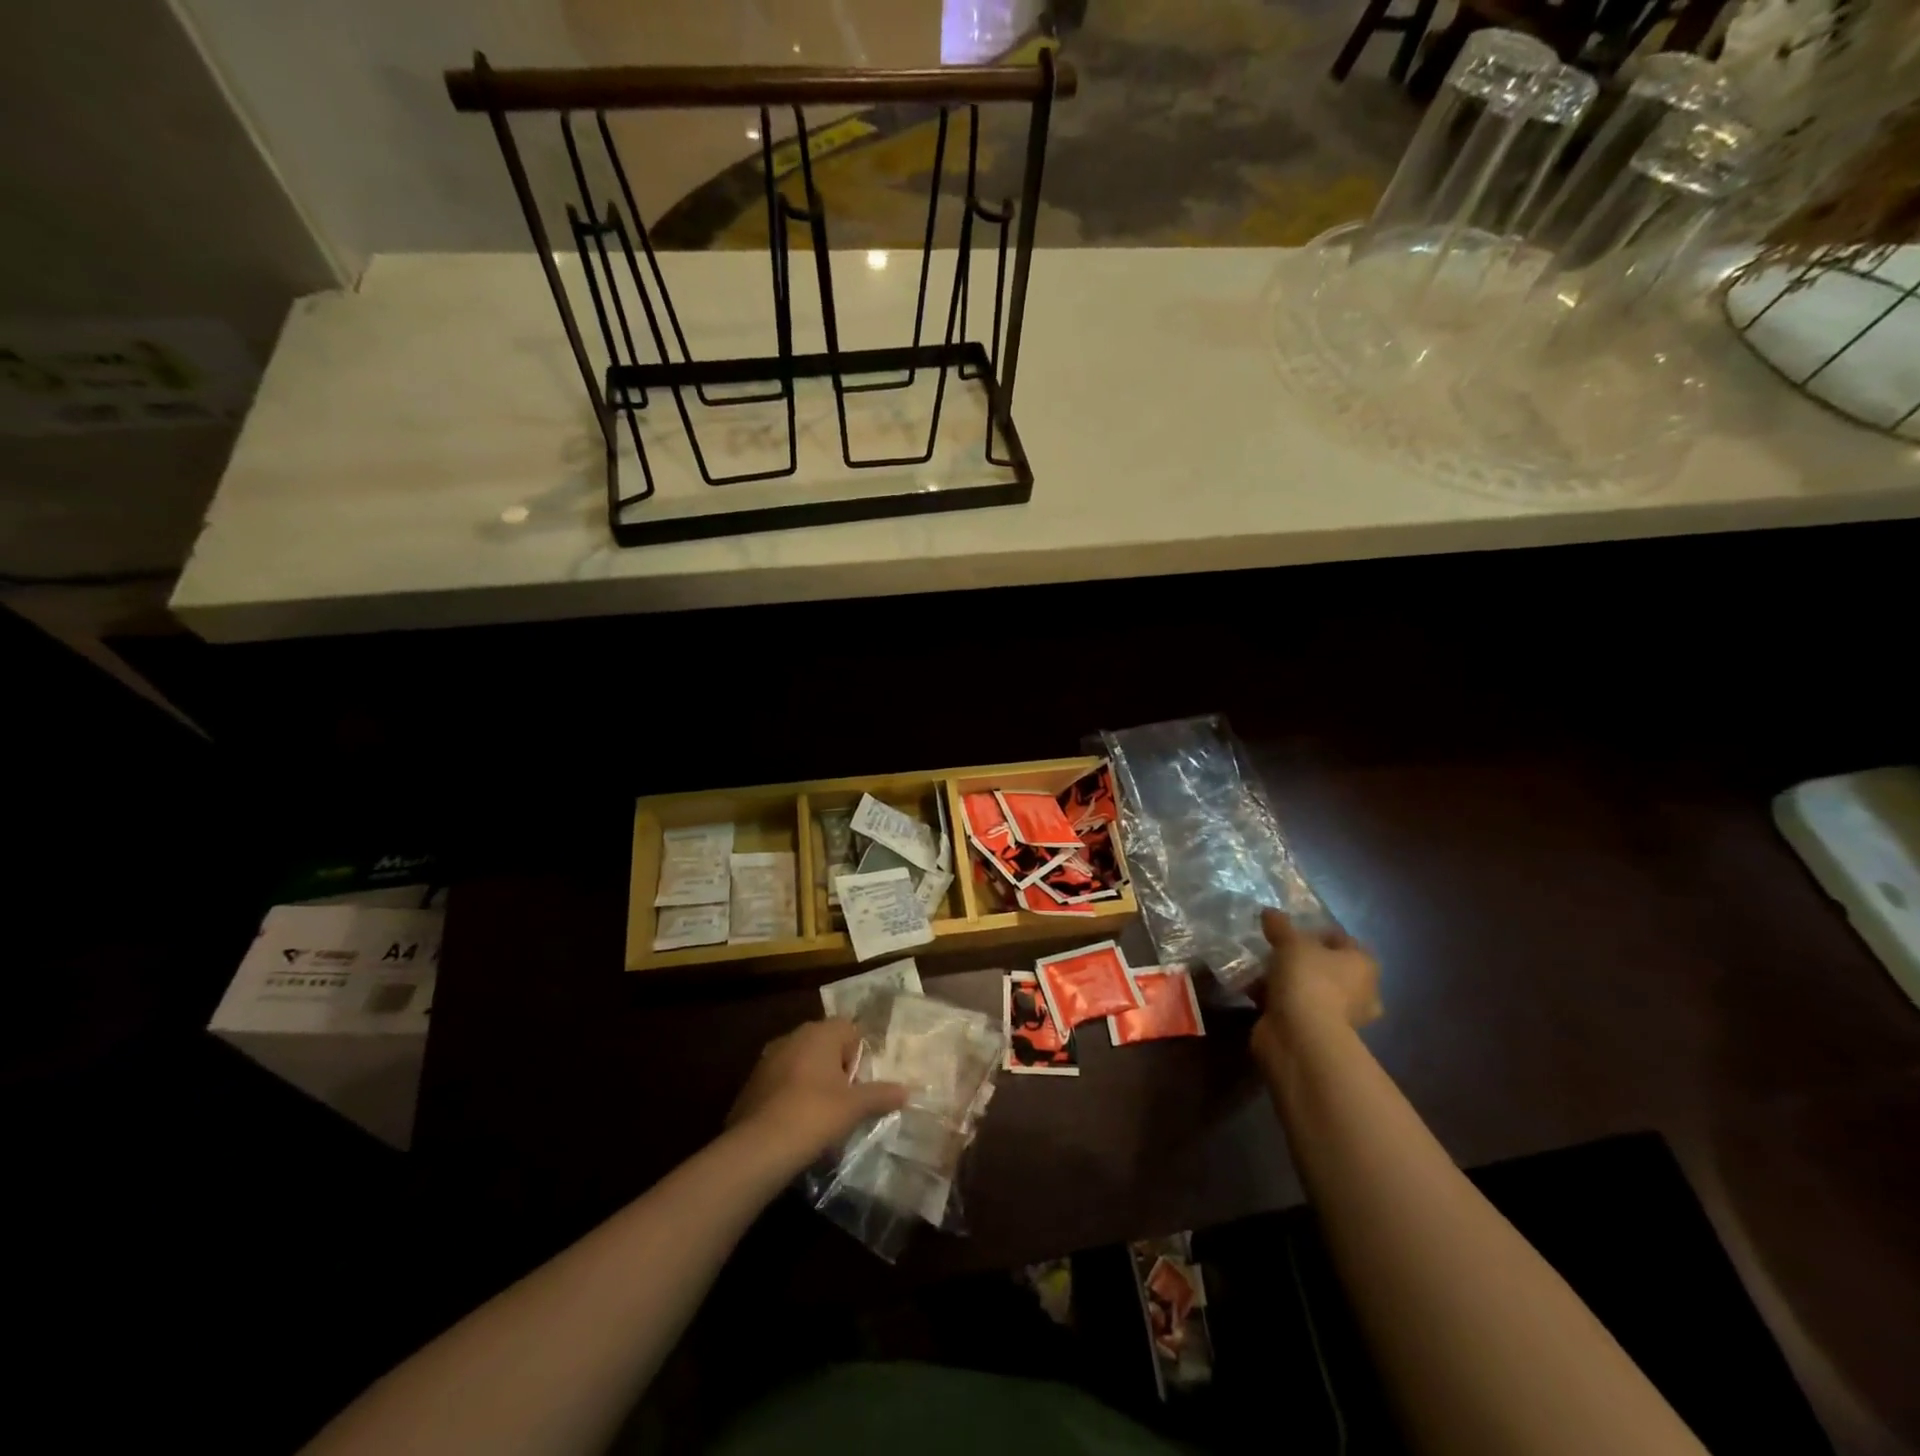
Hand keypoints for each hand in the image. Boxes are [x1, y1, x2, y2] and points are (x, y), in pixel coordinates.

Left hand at [726, 1018, 908, 1166]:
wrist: (758, 1148)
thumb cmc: (814, 1115)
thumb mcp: (854, 1107)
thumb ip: (881, 1095)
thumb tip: (907, 1091)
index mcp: (819, 1033)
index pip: (849, 1029)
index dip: (859, 1055)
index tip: (860, 1084)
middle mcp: (793, 1037)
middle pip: (825, 1045)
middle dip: (836, 1069)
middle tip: (846, 1101)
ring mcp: (768, 1059)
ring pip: (802, 1063)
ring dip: (813, 1082)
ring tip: (822, 1117)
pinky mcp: (752, 1083)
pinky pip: (782, 1083)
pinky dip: (791, 1096)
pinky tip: (796, 1124)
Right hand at [1251, 909, 1382, 1069]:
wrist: (1301, 1036)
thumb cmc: (1308, 979)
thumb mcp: (1291, 942)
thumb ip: (1280, 926)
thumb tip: (1270, 912)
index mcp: (1363, 965)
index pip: (1342, 940)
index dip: (1317, 932)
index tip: (1291, 929)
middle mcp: (1359, 991)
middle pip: (1325, 967)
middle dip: (1300, 960)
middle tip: (1275, 950)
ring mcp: (1338, 1016)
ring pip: (1308, 988)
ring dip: (1285, 980)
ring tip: (1257, 968)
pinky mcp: (1315, 1032)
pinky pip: (1293, 1006)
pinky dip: (1275, 999)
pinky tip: (1252, 990)